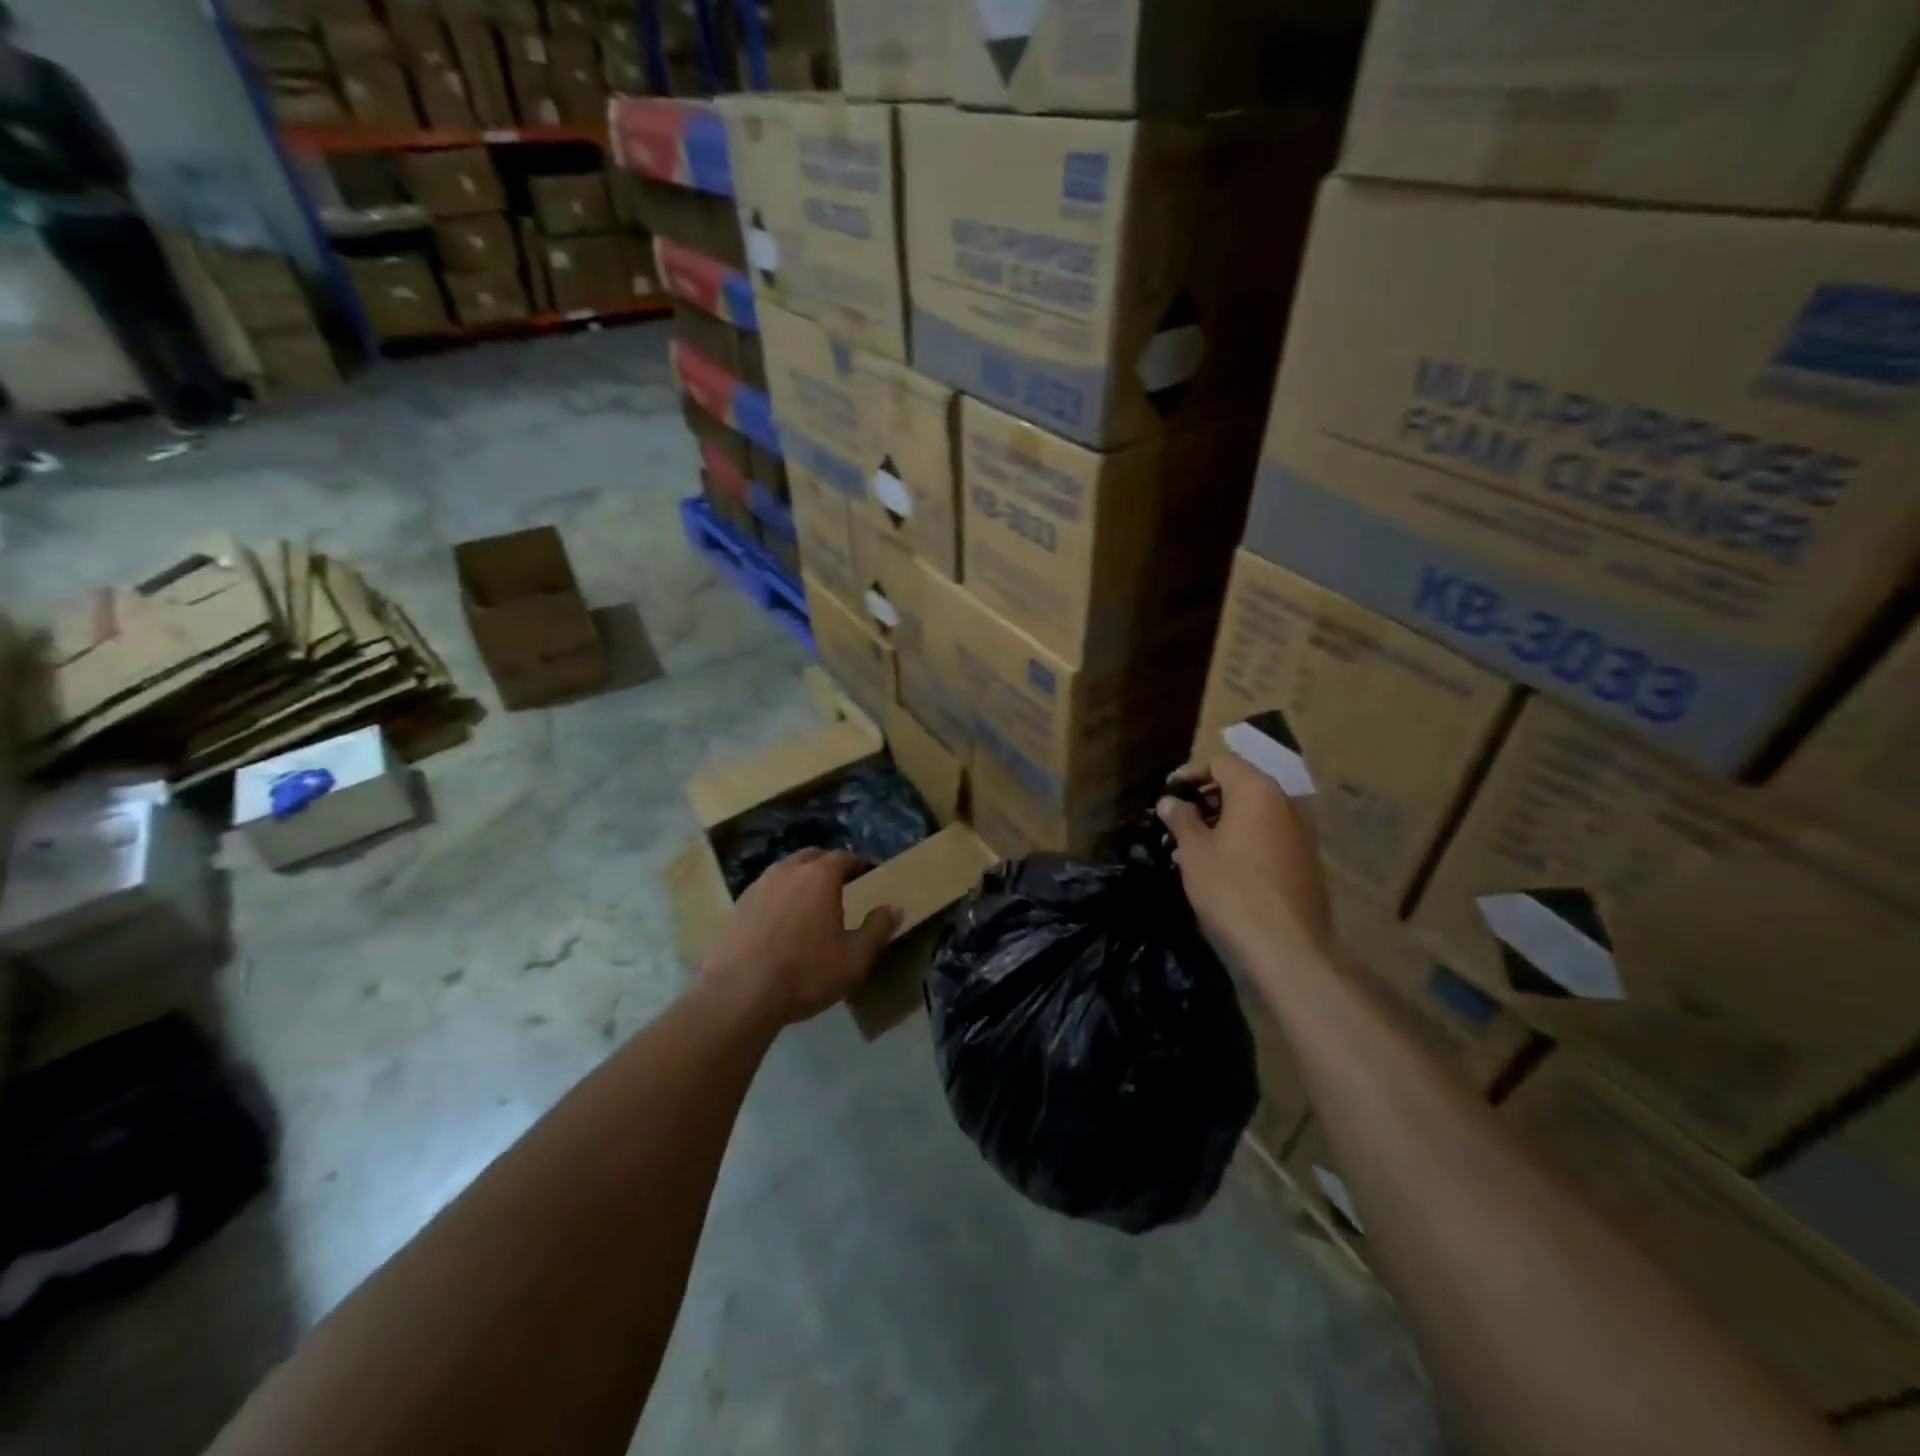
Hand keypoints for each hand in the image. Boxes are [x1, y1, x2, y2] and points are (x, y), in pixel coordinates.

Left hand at [704, 849, 901, 1027]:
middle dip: (828, 866)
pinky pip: (766, 890)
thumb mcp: (855, 957)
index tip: (868, 874)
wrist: (741, 993)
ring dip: (801, 879)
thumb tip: (894, 908)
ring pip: (786, 871)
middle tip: (840, 885)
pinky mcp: (738, 906)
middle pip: (813, 857)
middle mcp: (788, 870)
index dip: (859, 864)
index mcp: (820, 876)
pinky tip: (781, 921)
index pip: (845, 858)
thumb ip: (878, 929)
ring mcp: (759, 886)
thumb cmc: (807, 972)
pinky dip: (779, 897)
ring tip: (810, 902)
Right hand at [1157, 754, 1335, 973]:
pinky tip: (1222, 866)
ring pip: (1256, 813)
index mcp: (1257, 791)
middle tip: (1178, 822)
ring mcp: (1302, 832)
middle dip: (1207, 799)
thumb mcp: (1194, 852)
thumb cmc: (1232, 890)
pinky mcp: (1307, 860)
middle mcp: (1286, 802)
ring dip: (1225, 822)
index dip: (1192, 774)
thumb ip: (1181, 819)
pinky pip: (1270, 835)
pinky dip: (1245, 839)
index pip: (1222, 763)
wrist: (1288, 947)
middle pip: (1241, 785)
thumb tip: (1170, 801)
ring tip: (1194, 848)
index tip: (1169, 794)